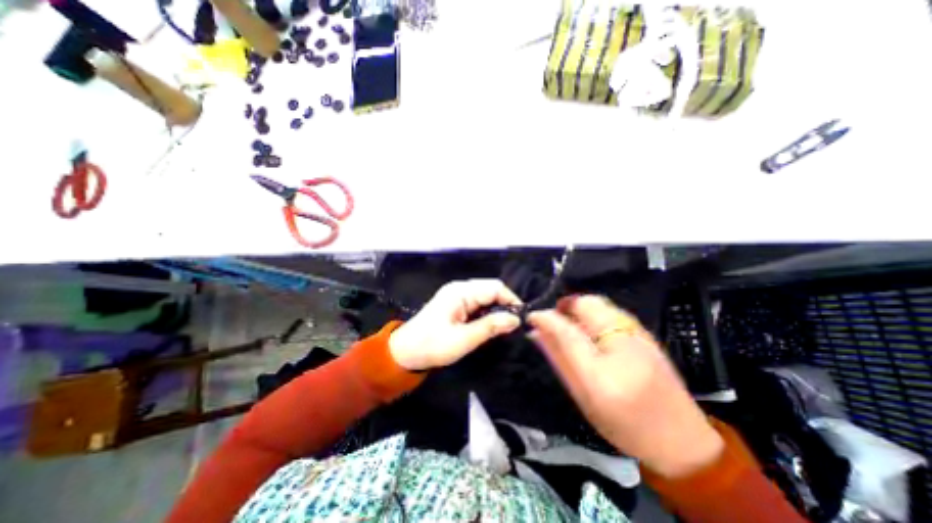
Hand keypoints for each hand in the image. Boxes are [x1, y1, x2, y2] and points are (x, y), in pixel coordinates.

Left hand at [389, 278, 522, 371]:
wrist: (404, 352)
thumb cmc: (432, 345)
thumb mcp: (463, 339)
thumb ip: (490, 327)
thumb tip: (515, 319)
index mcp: (460, 292)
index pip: (495, 288)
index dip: (511, 300)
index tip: (521, 318)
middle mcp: (460, 288)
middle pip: (491, 289)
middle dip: (504, 305)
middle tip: (513, 325)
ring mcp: (457, 295)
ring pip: (485, 296)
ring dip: (496, 310)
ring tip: (503, 327)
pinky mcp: (456, 304)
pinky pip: (477, 303)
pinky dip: (486, 313)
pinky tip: (489, 325)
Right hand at [526, 296, 722, 479]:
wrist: (682, 440)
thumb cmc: (624, 426)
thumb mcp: (583, 397)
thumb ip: (558, 360)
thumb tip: (536, 333)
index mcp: (602, 374)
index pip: (567, 332)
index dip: (546, 318)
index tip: (532, 316)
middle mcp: (622, 347)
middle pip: (587, 305)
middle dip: (565, 305)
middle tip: (554, 318)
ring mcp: (639, 336)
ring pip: (601, 303)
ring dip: (580, 306)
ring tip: (570, 321)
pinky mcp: (647, 334)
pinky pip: (613, 310)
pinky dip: (595, 311)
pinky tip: (591, 327)